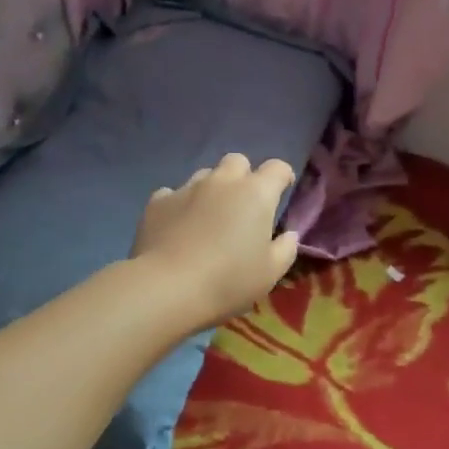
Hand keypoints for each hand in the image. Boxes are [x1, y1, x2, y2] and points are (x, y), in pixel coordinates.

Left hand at [132, 153, 300, 327]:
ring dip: (212, 190)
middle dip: (244, 176)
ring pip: (205, 176)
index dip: (282, 177)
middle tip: (243, 205)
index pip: (277, 168)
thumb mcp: (270, 273)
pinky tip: (178, 227)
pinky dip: (180, 205)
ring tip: (209, 218)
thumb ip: (285, 249)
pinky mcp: (159, 202)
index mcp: (256, 193)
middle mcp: (222, 181)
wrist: (168, 287)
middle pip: (237, 162)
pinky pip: (173, 194)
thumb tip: (289, 235)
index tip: (282, 191)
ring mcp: (187, 188)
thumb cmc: (229, 280)